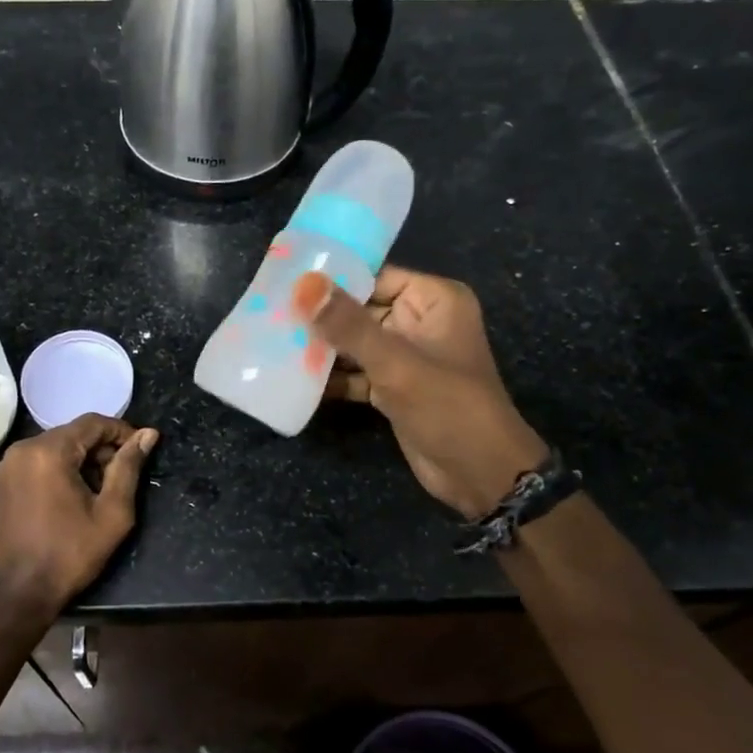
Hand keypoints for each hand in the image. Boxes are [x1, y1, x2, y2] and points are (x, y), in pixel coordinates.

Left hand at [0, 414, 158, 610]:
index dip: (121, 432)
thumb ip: (129, 467)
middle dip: (102, 449)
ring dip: (82, 459)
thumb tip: (149, 434)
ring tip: (100, 488)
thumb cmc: (72, 552)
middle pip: (74, 433)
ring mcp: (9, 463)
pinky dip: (61, 467)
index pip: (93, 423)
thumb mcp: (112, 512)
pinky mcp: (3, 479)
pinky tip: (74, 494)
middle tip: (121, 476)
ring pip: (58, 445)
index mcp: (49, 451)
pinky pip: (40, 459)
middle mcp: (24, 448)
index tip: (140, 449)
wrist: (22, 591)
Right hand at [295, 265, 546, 517]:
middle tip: (270, 314)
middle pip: (360, 309)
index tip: (285, 280)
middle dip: (320, 316)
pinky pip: (357, 371)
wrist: (482, 476)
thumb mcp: (396, 362)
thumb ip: (348, 324)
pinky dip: (332, 376)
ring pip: (355, 342)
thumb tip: (302, 285)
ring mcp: (406, 355)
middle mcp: (420, 320)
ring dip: (321, 348)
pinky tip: (293, 377)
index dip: (332, 279)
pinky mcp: (394, 386)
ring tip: (273, 342)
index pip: (374, 276)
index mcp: (433, 300)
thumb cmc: (448, 407)